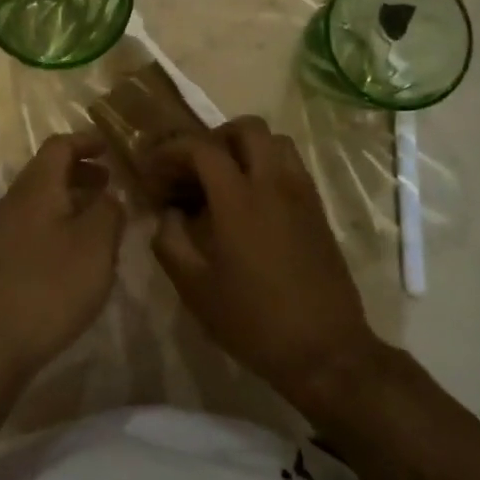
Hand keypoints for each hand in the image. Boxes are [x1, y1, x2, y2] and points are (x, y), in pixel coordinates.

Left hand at [0, 132, 124, 376]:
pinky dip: (57, 224)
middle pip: (47, 172)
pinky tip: (74, 254)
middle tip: (110, 184)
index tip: (110, 149)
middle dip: (80, 172)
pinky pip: (32, 226)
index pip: (58, 146)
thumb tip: (110, 194)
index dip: (85, 141)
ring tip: (99, 220)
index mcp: (36, 187)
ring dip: (70, 200)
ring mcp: (0, 231)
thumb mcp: (95, 245)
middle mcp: (13, 201)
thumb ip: (109, 211)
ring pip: (40, 201)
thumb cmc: (50, 286)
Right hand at [146, 116, 379, 407]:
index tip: (154, 168)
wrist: (325, 351)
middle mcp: (274, 184)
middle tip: (194, 168)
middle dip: (214, 138)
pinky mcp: (318, 210)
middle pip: (247, 128)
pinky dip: (267, 166)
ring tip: (224, 180)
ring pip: (276, 141)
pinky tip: (252, 202)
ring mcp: (302, 194)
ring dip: (245, 148)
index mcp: (239, 200)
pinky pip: (292, 166)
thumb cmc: (253, 321)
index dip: (172, 150)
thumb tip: (168, 213)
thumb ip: (170, 241)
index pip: (202, 147)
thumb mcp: (194, 288)